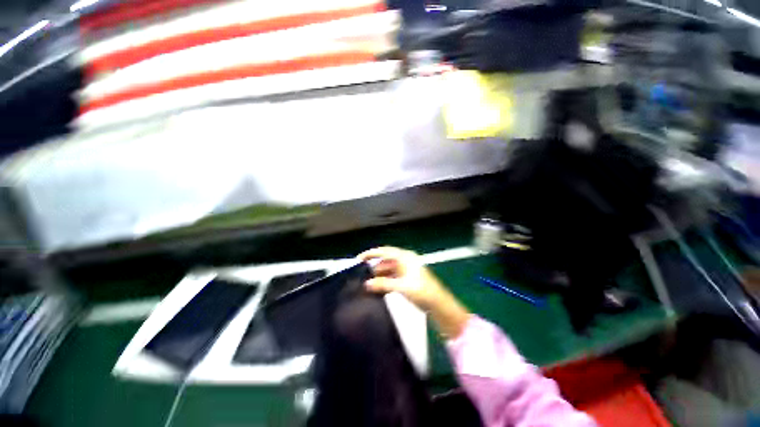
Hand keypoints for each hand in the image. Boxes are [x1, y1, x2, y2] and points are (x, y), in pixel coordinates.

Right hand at [358, 246, 444, 310]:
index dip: (372, 254)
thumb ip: (384, 284)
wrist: (438, 304)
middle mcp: (405, 261)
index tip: (359, 259)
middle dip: (374, 268)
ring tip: (367, 284)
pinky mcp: (406, 279)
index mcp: (405, 258)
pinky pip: (391, 277)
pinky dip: (384, 282)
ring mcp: (405, 270)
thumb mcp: (402, 287)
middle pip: (385, 261)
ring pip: (388, 270)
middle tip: (362, 276)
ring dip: (379, 276)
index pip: (385, 251)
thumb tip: (366, 284)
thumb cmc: (422, 292)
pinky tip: (377, 289)